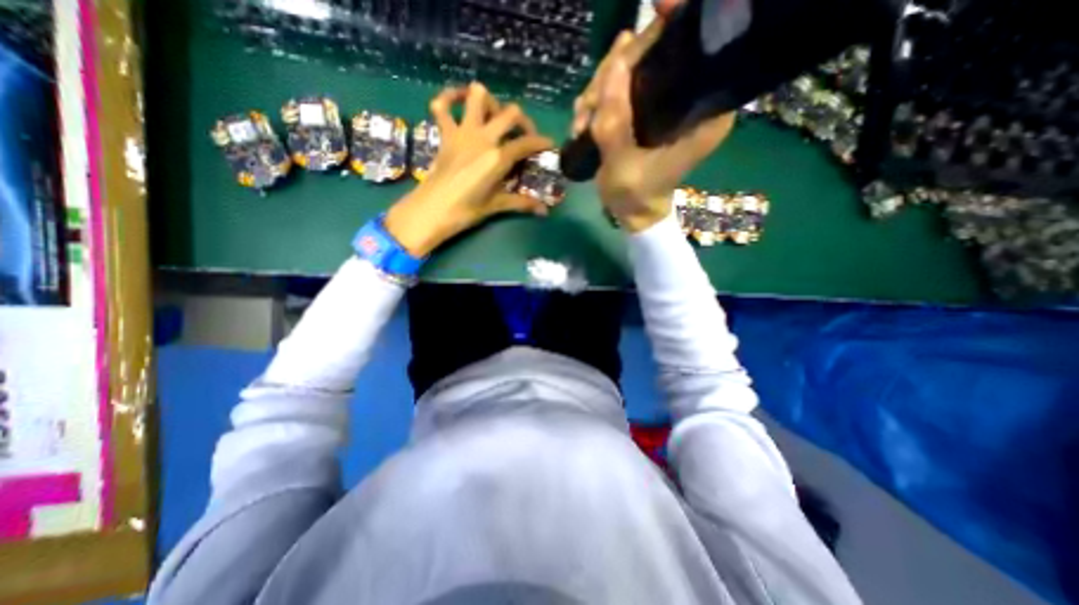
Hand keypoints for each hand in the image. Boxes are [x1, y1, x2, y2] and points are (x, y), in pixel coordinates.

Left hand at [385, 82, 556, 256]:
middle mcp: (483, 137)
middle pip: (510, 113)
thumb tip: (545, 212)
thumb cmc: (467, 210)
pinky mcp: (445, 133)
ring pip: (478, 96)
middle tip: (524, 135)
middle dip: (523, 121)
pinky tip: (458, 101)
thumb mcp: (497, 206)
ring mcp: (462, 132)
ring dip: (490, 101)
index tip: (550, 145)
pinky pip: (442, 105)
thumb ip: (522, 203)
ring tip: (495, 116)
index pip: (527, 143)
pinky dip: (449, 98)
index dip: (542, 142)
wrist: (433, 210)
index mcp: (498, 157)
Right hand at [578, 24, 737, 231]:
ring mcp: (664, 103)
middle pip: (654, 54)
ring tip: (582, 124)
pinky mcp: (645, 109)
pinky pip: (618, 88)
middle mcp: (689, 100)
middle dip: (613, 75)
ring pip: (630, 70)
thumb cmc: (634, 196)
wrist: (632, 212)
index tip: (657, 7)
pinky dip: (597, 102)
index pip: (696, 52)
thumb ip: (616, 118)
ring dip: (598, 93)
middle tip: (588, 109)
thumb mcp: (621, 163)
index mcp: (703, 112)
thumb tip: (616, 57)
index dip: (673, 28)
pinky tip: (583, 123)